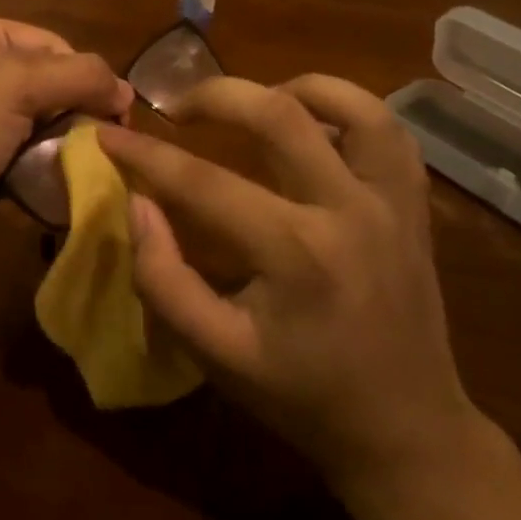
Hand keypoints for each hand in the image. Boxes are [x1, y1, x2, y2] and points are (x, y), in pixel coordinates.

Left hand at [0, 15, 131, 257]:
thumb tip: (127, 91)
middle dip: (75, 111)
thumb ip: (79, 76)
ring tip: (86, 164)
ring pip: (41, 122)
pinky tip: (60, 182)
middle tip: (106, 141)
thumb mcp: (17, 85)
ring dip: (63, 143)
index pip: (51, 44)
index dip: (83, 75)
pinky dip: (44, 166)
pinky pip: (26, 153)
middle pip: (48, 83)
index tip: (114, 112)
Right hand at [95, 75, 482, 505]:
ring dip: (290, 87)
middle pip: (278, 114)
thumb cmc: (303, 396)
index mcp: (296, 253)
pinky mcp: (414, 205)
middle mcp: (349, 210)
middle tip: (176, 107)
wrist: (408, 432)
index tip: (105, 135)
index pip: (202, 182)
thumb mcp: (216, 354)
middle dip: (214, 95)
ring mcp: (392, 202)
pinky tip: (313, 124)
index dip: (145, 154)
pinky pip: (388, 131)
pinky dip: (346, 110)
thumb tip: (138, 204)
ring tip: (252, 102)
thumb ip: (164, 279)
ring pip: (350, 103)